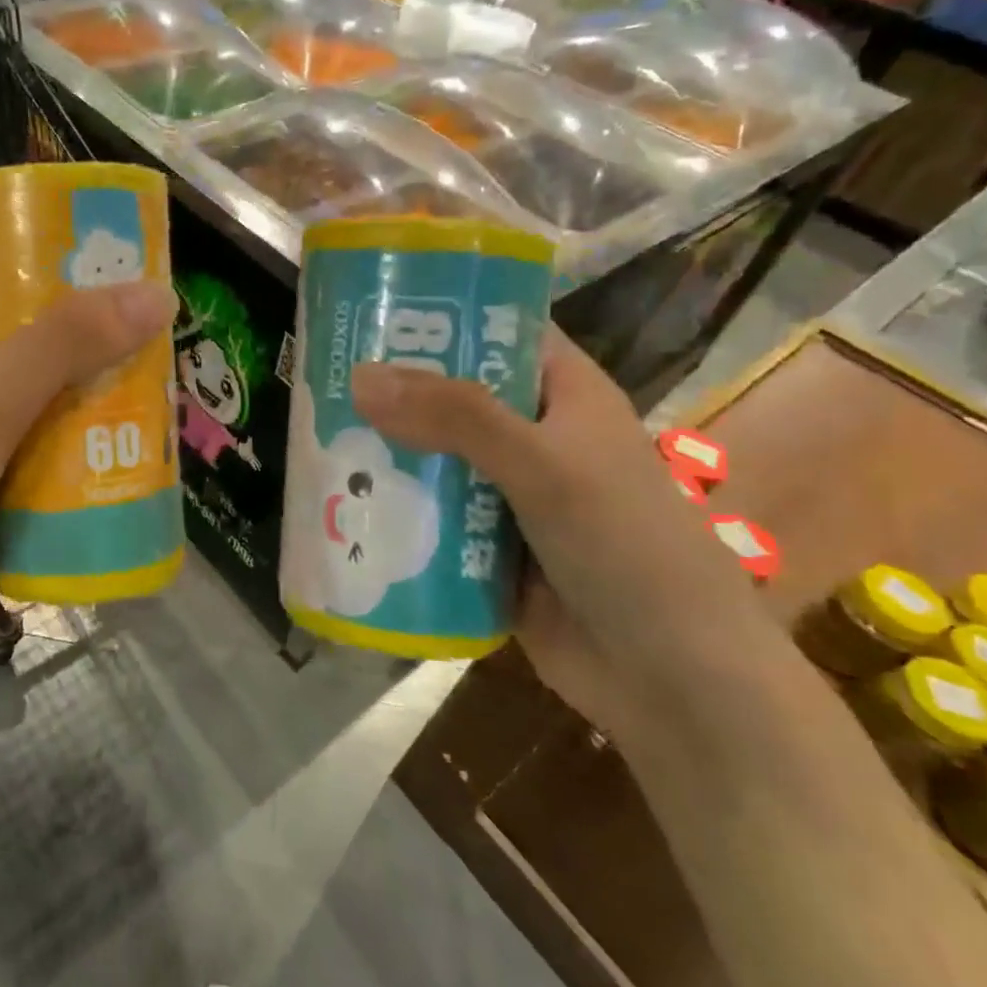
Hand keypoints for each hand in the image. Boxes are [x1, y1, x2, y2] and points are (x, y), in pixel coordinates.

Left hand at [0, 278, 175, 671]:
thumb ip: (71, 341)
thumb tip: (158, 294)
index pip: (15, 283)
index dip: (76, 277)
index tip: (143, 281)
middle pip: (50, 351)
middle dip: (107, 356)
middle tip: (174, 351)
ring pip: (61, 412)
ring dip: (108, 415)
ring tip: (177, 405)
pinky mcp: (3, 494)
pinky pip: (61, 468)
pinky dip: (96, 467)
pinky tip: (151, 463)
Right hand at [351, 329, 751, 737]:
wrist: (672, 682)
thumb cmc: (626, 547)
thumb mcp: (545, 465)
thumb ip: (456, 417)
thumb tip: (360, 376)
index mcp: (562, 394)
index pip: (497, 329)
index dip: (441, 312)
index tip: (369, 305)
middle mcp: (533, 435)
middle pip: (452, 395)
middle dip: (393, 388)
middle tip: (320, 376)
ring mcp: (507, 494)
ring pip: (434, 458)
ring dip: (385, 452)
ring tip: (313, 435)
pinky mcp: (484, 547)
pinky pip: (428, 516)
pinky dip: (393, 509)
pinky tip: (339, 502)